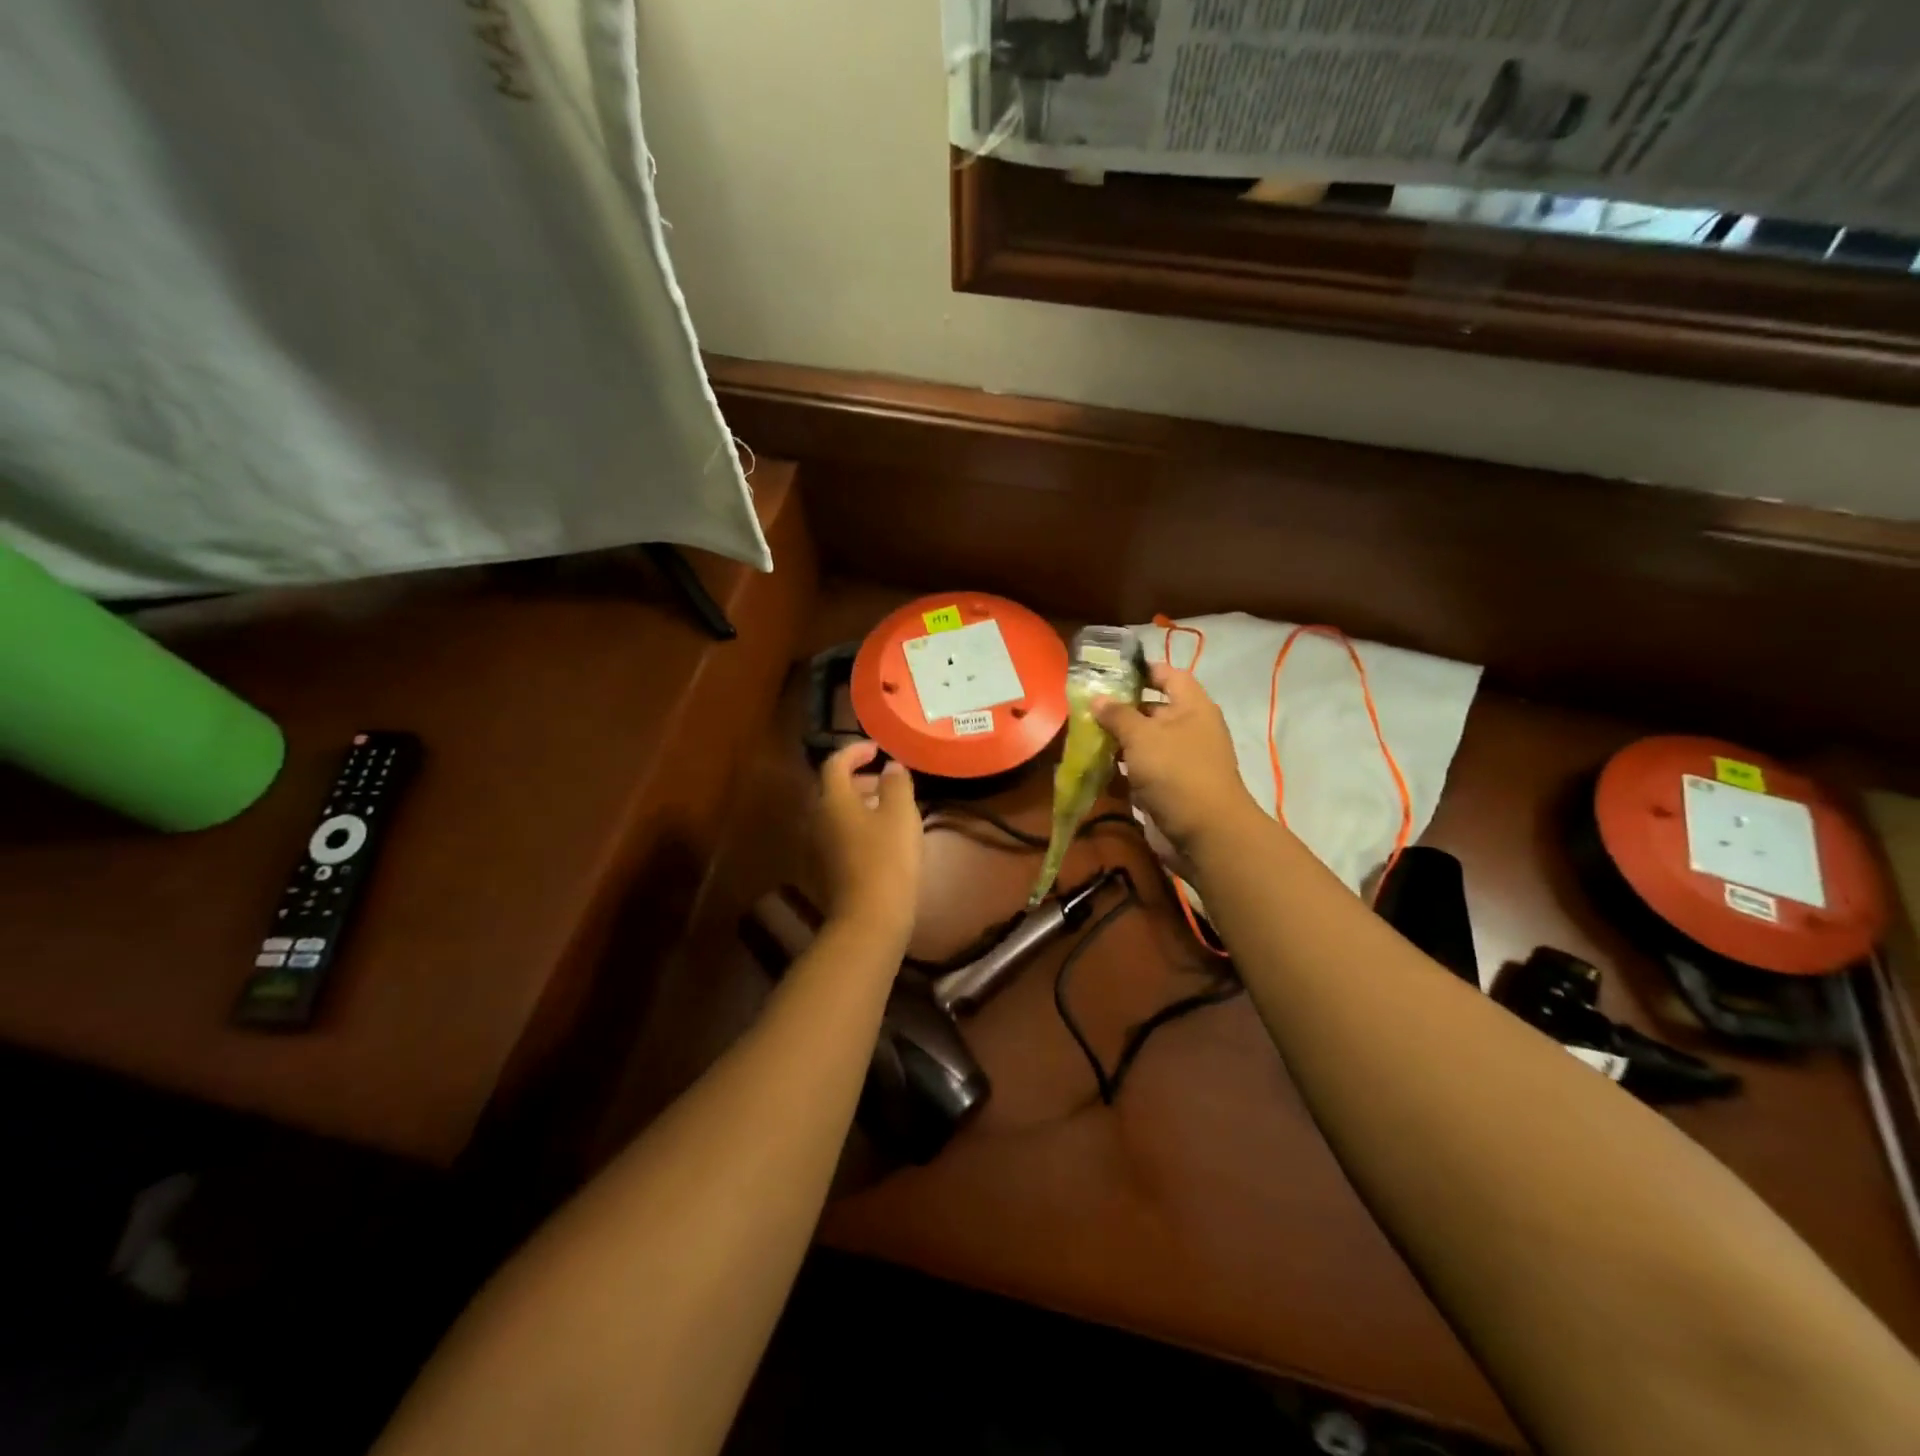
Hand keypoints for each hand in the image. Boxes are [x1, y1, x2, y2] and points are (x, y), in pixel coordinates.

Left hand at [817, 741, 922, 942]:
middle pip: (834, 788)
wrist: (870, 916)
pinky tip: (884, 836)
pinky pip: (841, 833)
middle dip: (860, 778)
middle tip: (887, 779)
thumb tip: (891, 767)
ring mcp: (819, 845)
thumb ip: (896, 783)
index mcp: (832, 800)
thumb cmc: (887, 858)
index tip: (877, 749)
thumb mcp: (900, 813)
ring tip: (890, 807)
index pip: (835, 763)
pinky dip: (859, 824)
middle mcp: (818, 818)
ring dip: (861, 802)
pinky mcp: (828, 867)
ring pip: (838, 812)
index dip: (855, 751)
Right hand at [1094, 664, 1261, 855]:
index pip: (1168, 675)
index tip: (1110, 673)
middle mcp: (1188, 729)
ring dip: (1117, 741)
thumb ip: (1117, 715)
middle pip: (1152, 710)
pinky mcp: (1168, 788)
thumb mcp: (1142, 736)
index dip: (1143, 670)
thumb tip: (1097, 698)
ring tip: (1084, 737)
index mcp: (1192, 707)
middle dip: (1120, 709)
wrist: (1205, 833)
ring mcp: (1179, 761)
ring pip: (1144, 743)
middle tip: (1086, 707)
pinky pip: (1141, 771)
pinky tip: (1095, 768)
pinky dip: (1121, 769)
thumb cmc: (1176, 772)